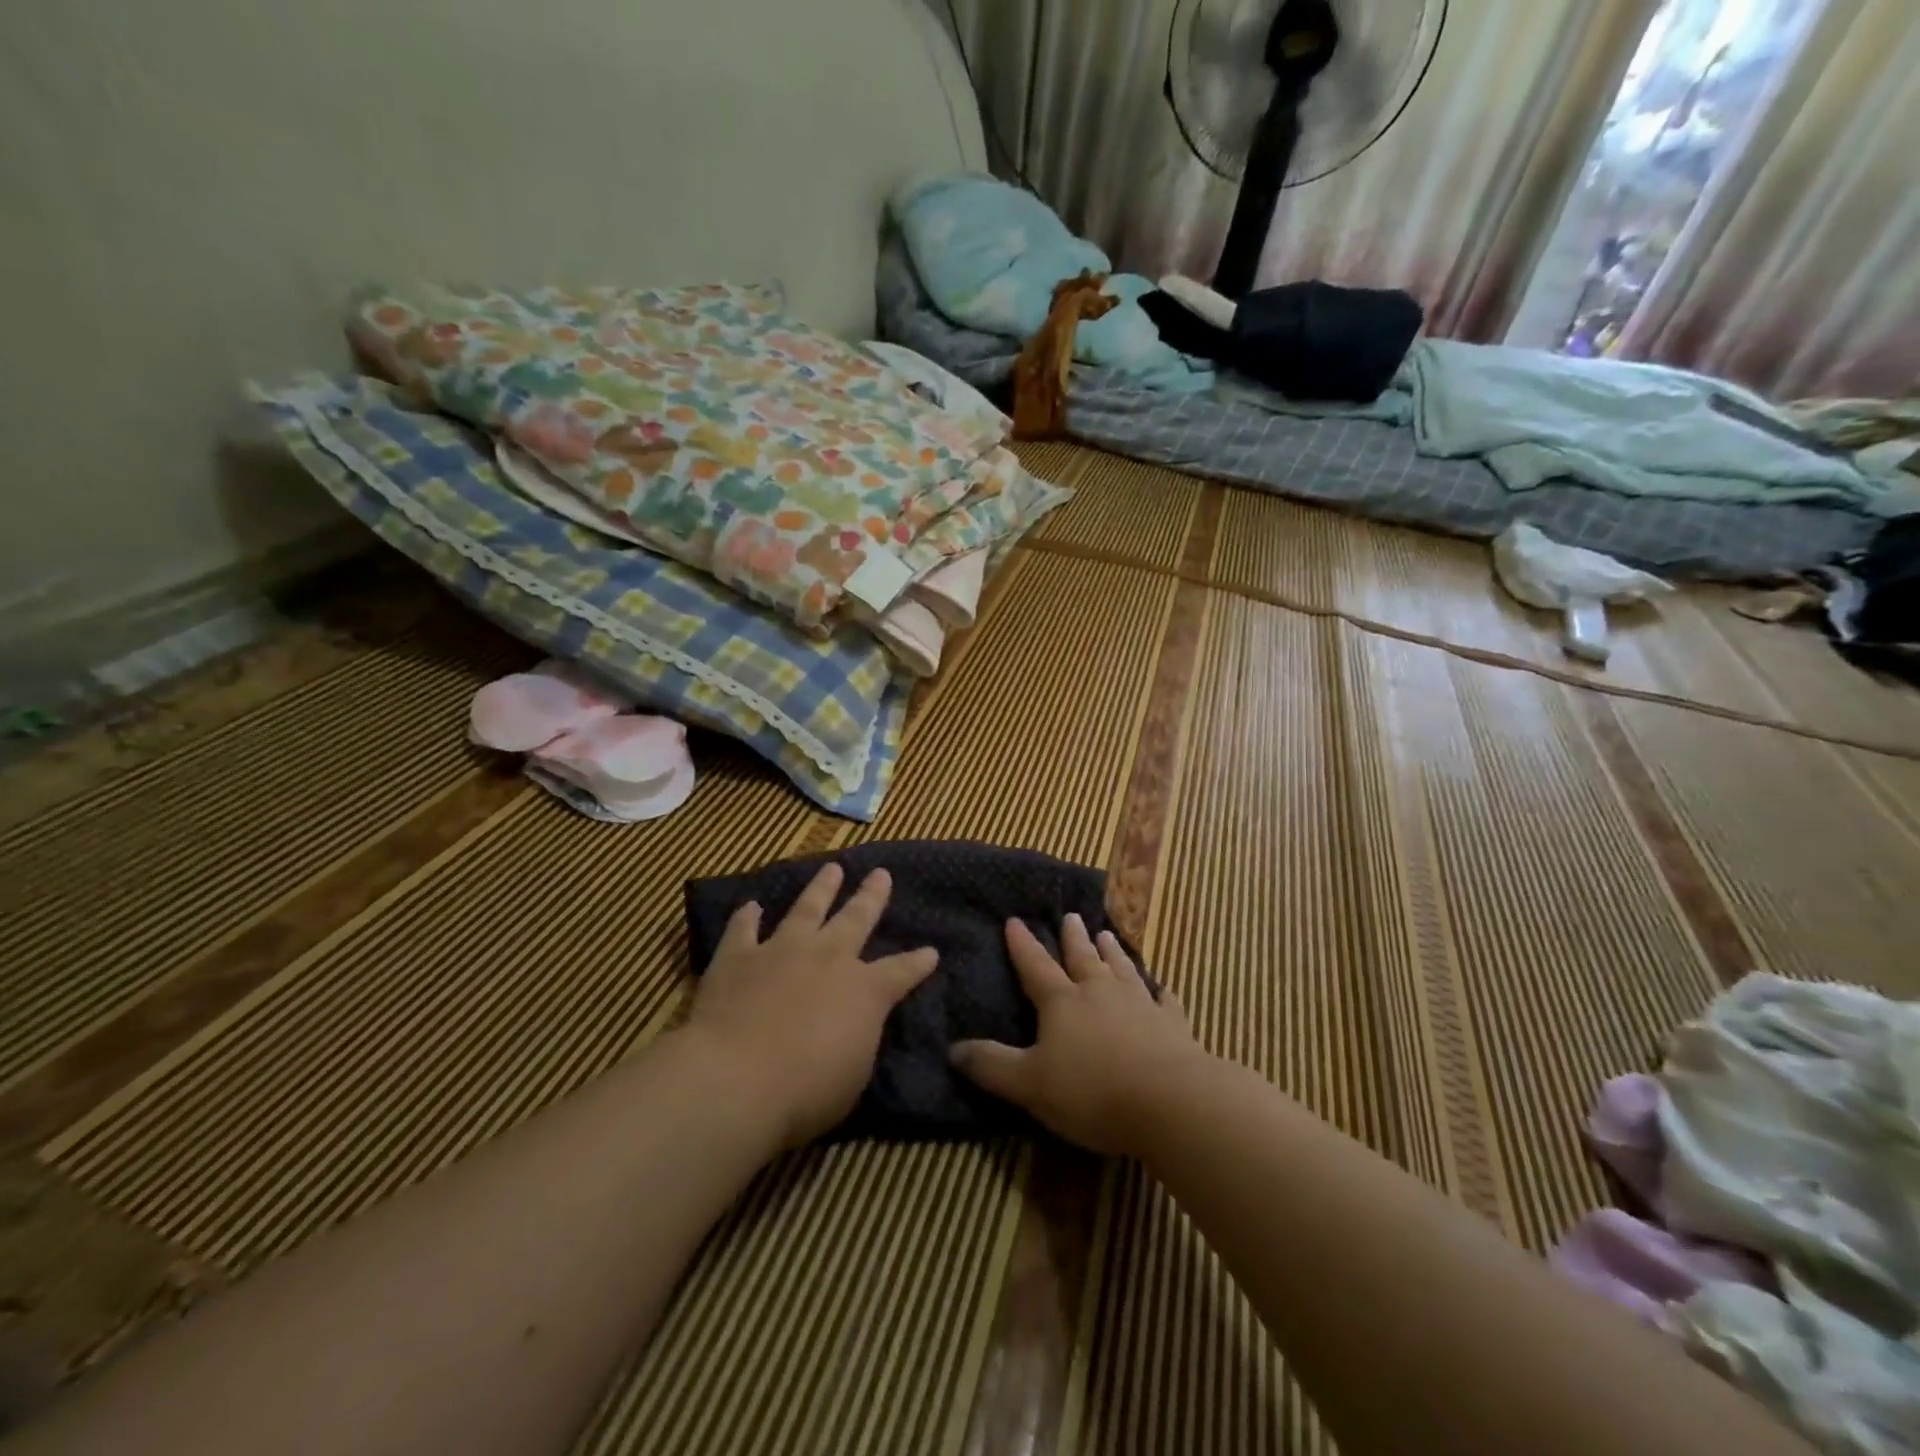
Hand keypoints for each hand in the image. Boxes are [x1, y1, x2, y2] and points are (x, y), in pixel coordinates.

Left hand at [684, 863, 937, 1148]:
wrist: (736, 1079)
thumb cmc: (806, 1091)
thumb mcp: (854, 1074)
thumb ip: (859, 1038)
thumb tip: (857, 1024)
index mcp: (865, 990)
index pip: (901, 971)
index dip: (918, 962)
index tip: (931, 951)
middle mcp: (828, 958)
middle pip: (856, 918)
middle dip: (871, 896)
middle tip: (880, 874)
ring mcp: (781, 951)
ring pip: (806, 909)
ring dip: (820, 888)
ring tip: (831, 868)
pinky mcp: (738, 958)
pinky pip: (743, 930)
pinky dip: (747, 917)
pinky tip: (751, 906)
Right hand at [949, 914, 1199, 1155]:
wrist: (1170, 1102)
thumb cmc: (1092, 1091)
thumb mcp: (1029, 1084)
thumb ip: (992, 1066)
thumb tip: (954, 1049)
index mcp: (1063, 1002)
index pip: (1036, 966)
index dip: (1023, 945)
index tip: (1015, 920)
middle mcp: (1100, 993)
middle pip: (1083, 958)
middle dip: (1073, 938)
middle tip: (1071, 916)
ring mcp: (1140, 1005)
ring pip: (1122, 970)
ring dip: (1113, 952)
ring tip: (1106, 934)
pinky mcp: (1173, 1025)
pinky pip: (1166, 1001)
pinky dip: (1162, 992)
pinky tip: (1163, 988)